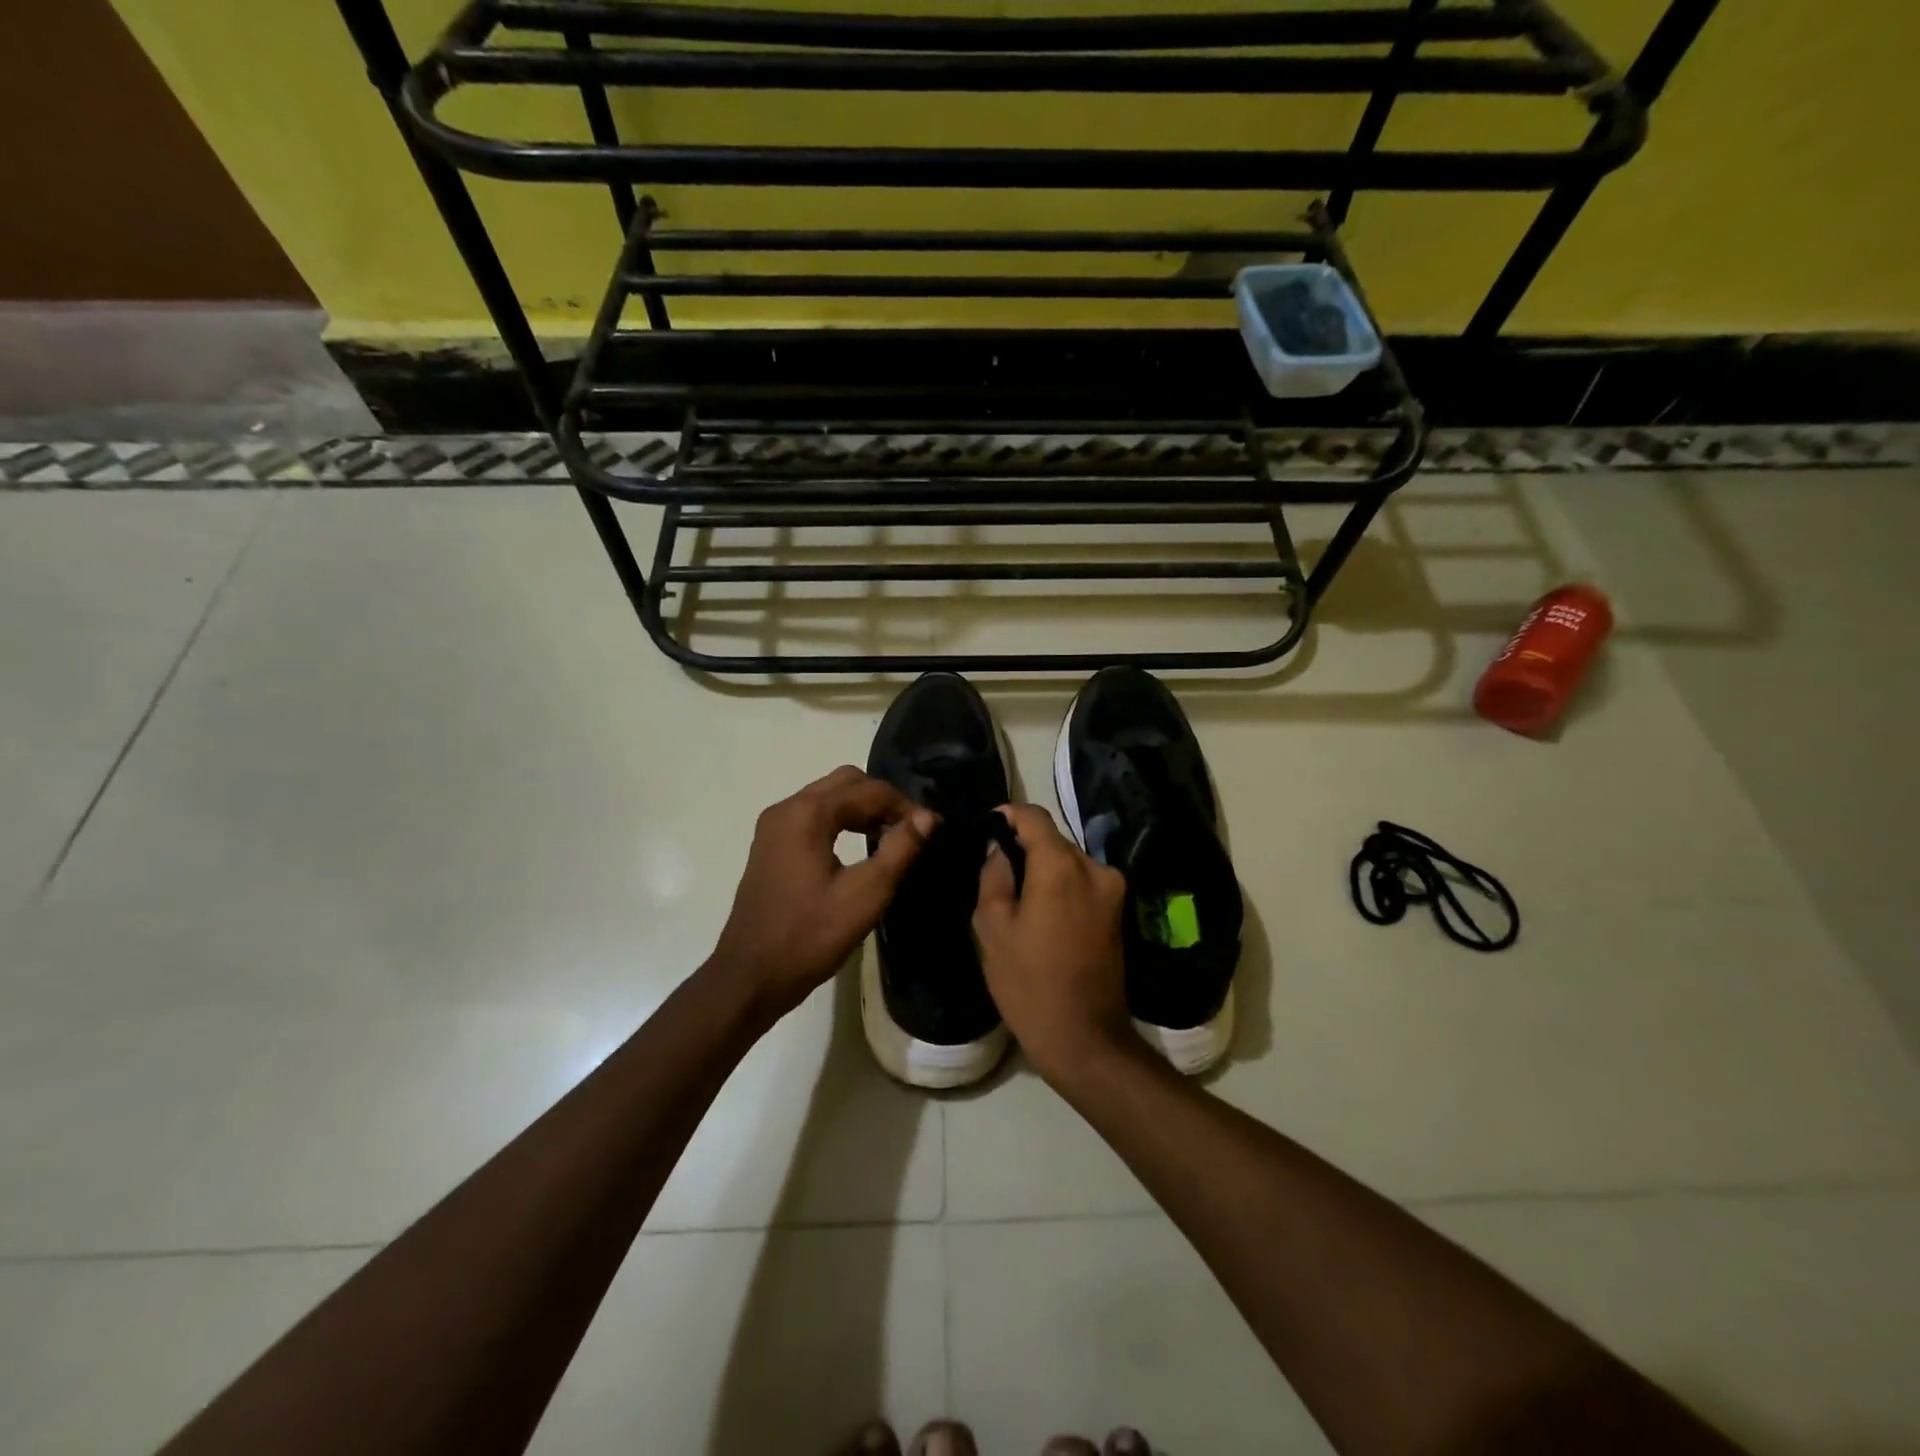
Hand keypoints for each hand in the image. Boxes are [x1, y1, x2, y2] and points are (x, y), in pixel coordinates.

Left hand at [711, 766, 935, 1019]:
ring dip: (862, 808)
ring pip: (828, 797)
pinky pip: (812, 815)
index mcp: (808, 813)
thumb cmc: (810, 936)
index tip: (930, 829)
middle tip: (910, 829)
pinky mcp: (770, 845)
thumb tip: (927, 818)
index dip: (904, 805)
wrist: (750, 976)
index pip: (868, 790)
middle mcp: (787, 808)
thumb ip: (900, 850)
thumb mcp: (865, 895)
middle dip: (882, 799)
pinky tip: (858, 846)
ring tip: (891, 837)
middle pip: (846, 782)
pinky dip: (840, 820)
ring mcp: (774, 826)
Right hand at [973, 803, 1132, 1081]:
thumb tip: (998, 849)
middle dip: (1024, 845)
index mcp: (1061, 867)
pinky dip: (1060, 884)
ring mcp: (1112, 890)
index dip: (1008, 815)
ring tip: (1015, 893)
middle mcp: (1094, 868)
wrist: (1084, 1038)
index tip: (987, 826)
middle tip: (995, 867)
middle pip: (1054, 839)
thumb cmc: (1029, 984)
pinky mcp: (1118, 911)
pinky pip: (1082, 881)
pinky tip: (1040, 911)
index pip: (1034, 816)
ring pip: (1069, 861)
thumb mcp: (992, 929)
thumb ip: (993, 876)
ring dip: (1043, 867)